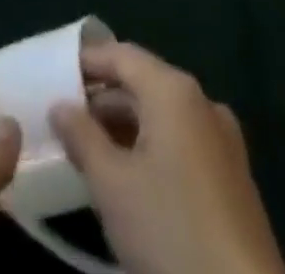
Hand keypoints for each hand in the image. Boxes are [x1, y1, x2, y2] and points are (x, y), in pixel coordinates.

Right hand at [50, 43, 284, 273]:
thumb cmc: (170, 230)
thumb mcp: (111, 184)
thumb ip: (80, 136)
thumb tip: (59, 106)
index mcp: (173, 90)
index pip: (119, 54)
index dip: (83, 62)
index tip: (51, 76)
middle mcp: (201, 103)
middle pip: (141, 83)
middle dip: (101, 100)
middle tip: (64, 120)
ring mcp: (223, 141)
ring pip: (161, 116)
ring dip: (124, 128)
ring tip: (88, 151)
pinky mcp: (233, 179)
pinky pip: (181, 142)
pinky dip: (150, 148)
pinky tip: (129, 179)